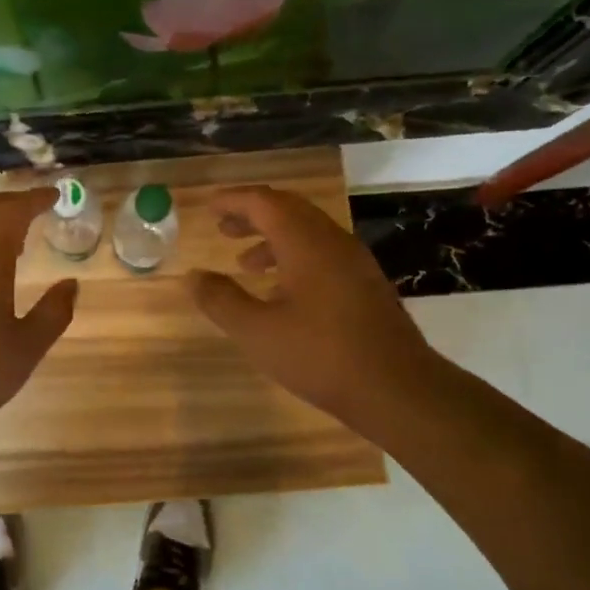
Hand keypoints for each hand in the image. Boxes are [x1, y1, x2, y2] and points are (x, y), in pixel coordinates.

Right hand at [188, 186, 444, 439]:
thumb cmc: (320, 356)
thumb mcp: (257, 332)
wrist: (397, 389)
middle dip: (253, 215)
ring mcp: (355, 263)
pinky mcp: (366, 285)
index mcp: (305, 243)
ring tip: (245, 263)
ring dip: (273, 239)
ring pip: (308, 233)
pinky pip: (323, 255)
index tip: (208, 207)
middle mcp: (332, 242)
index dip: (233, 200)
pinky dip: (294, 258)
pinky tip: (282, 292)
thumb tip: (193, 276)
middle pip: (289, 210)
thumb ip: (221, 300)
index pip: (264, 202)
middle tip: (223, 228)